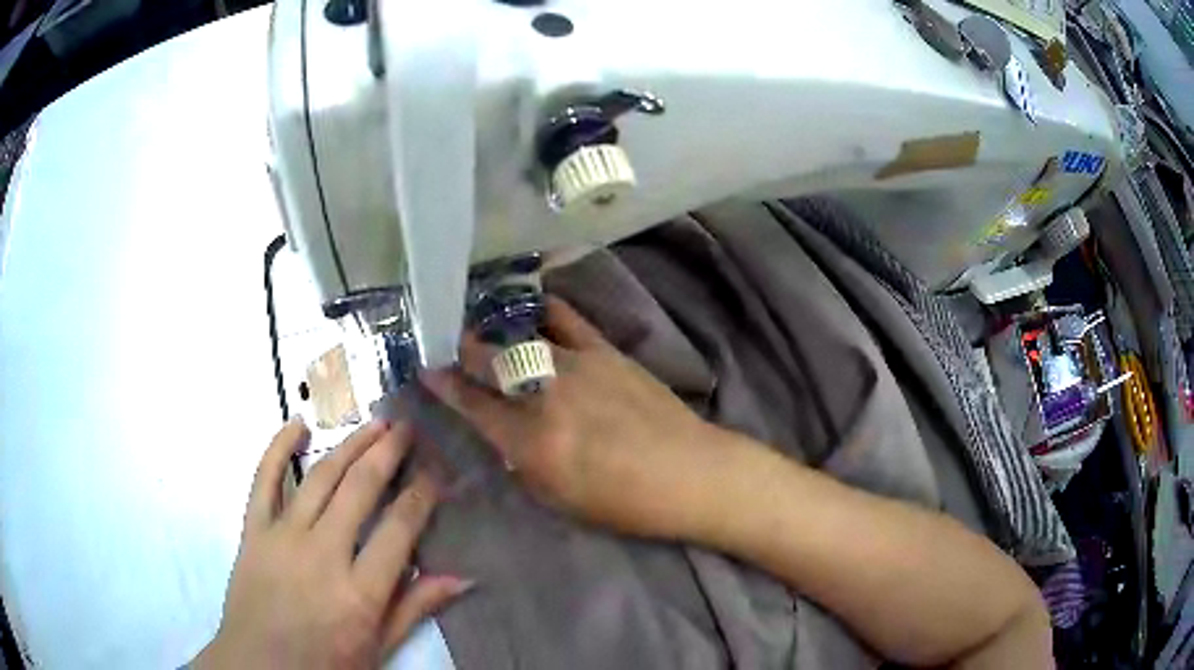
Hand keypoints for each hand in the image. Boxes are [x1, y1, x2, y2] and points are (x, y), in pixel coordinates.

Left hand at [192, 419, 471, 668]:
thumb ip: (416, 608)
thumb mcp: (379, 648)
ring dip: (349, 444)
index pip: (400, 528)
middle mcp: (323, 554)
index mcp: (360, 592)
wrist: (261, 668)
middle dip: (388, 453)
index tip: (436, 472)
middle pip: (360, 489)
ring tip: (373, 423)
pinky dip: (278, 448)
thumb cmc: (326, 665)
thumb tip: (464, 577)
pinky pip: (264, 479)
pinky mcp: (253, 530)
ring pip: (320, 477)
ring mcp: (282, 537)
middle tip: (407, 428)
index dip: (422, 494)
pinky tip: (297, 423)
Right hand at [423, 297, 736, 539]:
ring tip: (483, 326)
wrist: (688, 473)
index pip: (473, 405)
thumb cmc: (623, 502)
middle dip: (461, 350)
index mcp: (531, 442)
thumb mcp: (558, 498)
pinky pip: (567, 320)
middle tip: (448, 343)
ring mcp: (576, 366)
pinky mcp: (606, 352)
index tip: (426, 369)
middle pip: (489, 361)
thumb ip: (522, 461)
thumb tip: (503, 434)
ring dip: (495, 332)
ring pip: (521, 338)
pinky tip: (531, 306)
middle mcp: (546, 396)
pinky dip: (543, 310)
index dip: (443, 385)